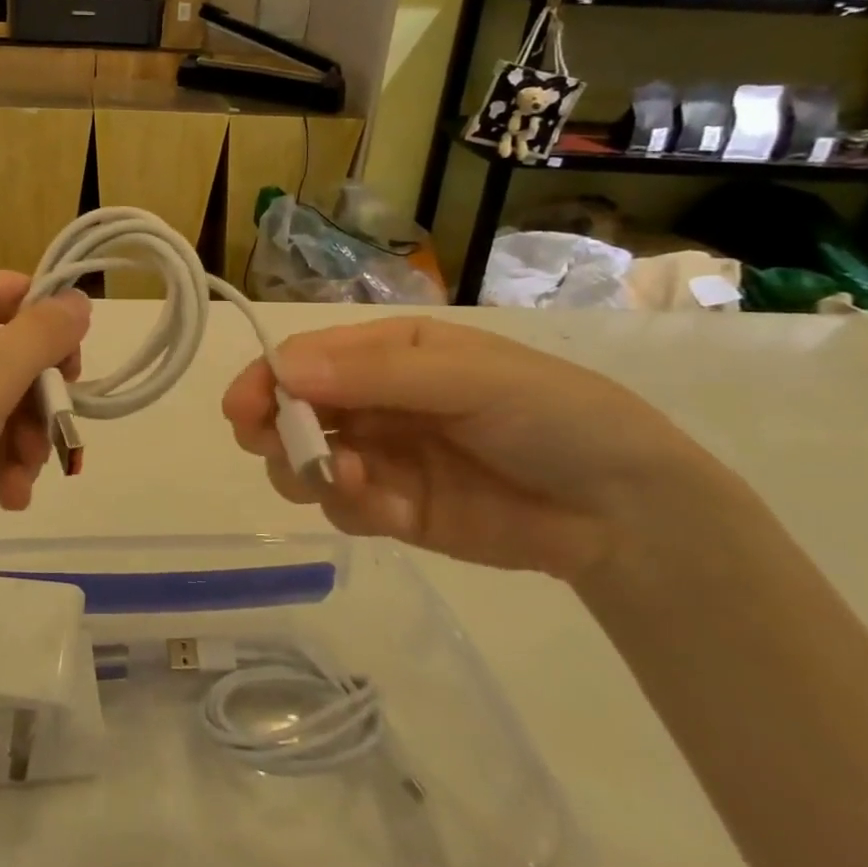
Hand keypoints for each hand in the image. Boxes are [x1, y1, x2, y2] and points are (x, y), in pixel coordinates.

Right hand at [223, 317, 736, 580]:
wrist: (626, 509)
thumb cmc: (549, 413)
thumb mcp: (466, 377)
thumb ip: (373, 375)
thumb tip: (281, 369)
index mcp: (384, 354)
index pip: (303, 359)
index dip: (266, 380)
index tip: (241, 411)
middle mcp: (371, 402)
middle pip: (290, 412)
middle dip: (277, 431)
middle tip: (285, 451)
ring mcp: (381, 458)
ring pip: (305, 463)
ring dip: (314, 474)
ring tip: (360, 484)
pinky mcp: (395, 511)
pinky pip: (345, 508)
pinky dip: (356, 509)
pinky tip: (396, 512)